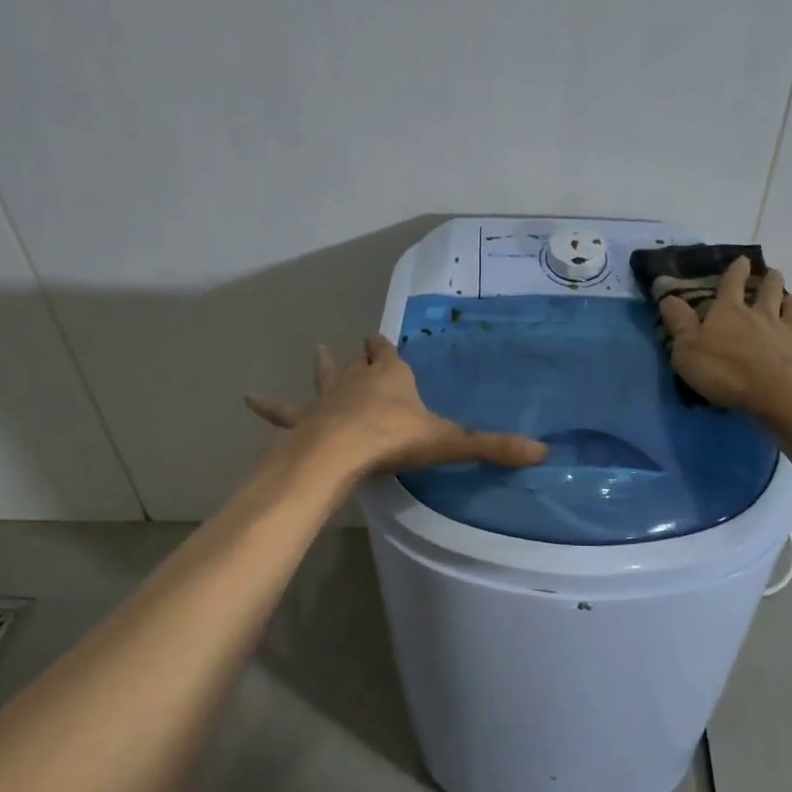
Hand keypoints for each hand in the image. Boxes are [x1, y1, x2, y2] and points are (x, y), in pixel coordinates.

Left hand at [246, 335, 548, 476]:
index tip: (382, 337)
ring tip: (315, 350)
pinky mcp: (303, 421)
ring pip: (324, 377)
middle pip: (359, 362)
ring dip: (322, 367)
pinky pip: (283, 411)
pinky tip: (247, 398)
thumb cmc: (394, 441)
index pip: (390, 355)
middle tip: (356, 342)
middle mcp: (357, 381)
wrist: (339, 454)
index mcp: (392, 378)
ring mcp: (326, 399)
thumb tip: (544, 452)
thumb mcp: (450, 443)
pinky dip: (268, 406)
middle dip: (360, 354)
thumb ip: (494, 447)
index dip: (387, 347)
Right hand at [657, 257, 791, 412]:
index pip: (731, 284)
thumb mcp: (688, 350)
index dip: (735, 271)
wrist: (780, 392)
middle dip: (770, 280)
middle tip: (773, 273)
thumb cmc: (726, 371)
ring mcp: (789, 330)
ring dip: (791, 300)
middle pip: (768, 291)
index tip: (742, 260)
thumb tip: (667, 296)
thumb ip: (678, 323)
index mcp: (729, 312)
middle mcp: (762, 314)